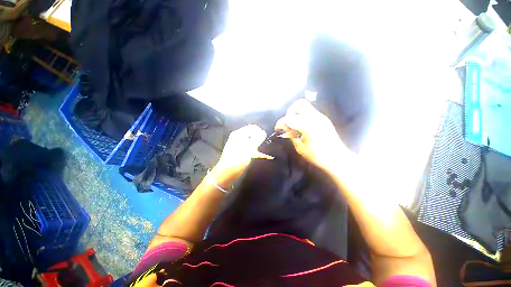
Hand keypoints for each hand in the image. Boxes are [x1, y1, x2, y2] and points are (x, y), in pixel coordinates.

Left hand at [212, 124, 272, 186]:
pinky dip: (256, 150)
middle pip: (252, 133)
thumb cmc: (237, 159)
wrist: (227, 173)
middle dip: (259, 138)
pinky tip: (262, 155)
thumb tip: (263, 132)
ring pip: (252, 141)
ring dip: (258, 145)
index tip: (265, 139)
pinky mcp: (242, 151)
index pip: (252, 127)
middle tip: (263, 145)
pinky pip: (251, 148)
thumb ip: (256, 140)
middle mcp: (239, 137)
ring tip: (263, 150)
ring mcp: (240, 144)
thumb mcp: (248, 149)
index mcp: (239, 134)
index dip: (260, 132)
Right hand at [275, 99, 349, 171]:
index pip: (289, 118)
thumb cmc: (318, 156)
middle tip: (287, 123)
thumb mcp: (300, 148)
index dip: (280, 123)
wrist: (337, 158)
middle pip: (299, 104)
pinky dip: (302, 116)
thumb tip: (287, 131)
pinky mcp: (324, 119)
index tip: (277, 129)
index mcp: (307, 126)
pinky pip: (310, 112)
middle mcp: (315, 117)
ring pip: (305, 107)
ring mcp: (321, 117)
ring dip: (296, 113)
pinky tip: (301, 127)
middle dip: (290, 112)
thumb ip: (292, 137)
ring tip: (294, 126)